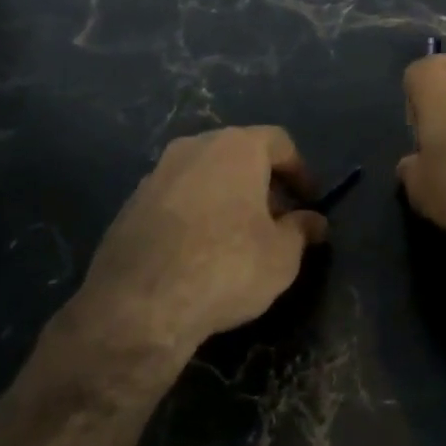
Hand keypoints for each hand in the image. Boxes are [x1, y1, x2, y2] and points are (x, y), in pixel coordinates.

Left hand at [70, 126, 329, 356]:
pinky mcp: (131, 203)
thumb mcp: (282, 256)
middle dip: (261, 183)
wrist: (139, 303)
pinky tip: (199, 251)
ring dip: (226, 197)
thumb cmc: (227, 267)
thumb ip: (301, 231)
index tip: (310, 201)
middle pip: (238, 154)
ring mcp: (157, 173)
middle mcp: (194, 148)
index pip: (278, 142)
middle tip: (277, 219)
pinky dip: (194, 214)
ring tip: (239, 237)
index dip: (299, 170)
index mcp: (236, 147)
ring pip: (204, 175)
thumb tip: (314, 222)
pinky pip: (176, 198)